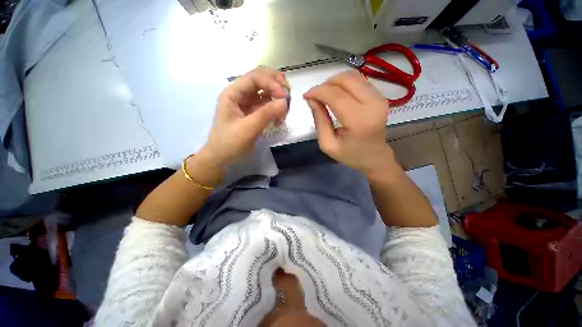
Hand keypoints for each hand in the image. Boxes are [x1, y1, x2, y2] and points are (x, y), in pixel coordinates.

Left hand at [200, 67, 289, 168]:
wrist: (221, 158)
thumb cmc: (230, 143)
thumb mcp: (247, 129)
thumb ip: (266, 114)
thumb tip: (286, 102)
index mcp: (233, 93)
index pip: (254, 78)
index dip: (271, 83)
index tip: (285, 97)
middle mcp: (240, 94)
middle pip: (261, 80)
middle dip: (276, 84)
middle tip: (288, 95)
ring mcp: (247, 104)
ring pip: (265, 92)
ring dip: (277, 97)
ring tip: (285, 109)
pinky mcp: (253, 114)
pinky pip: (267, 105)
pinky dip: (276, 108)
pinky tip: (280, 118)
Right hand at [304, 71, 395, 175]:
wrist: (374, 157)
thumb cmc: (350, 154)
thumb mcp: (328, 144)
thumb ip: (319, 120)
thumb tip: (311, 99)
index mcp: (359, 121)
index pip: (336, 96)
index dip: (318, 92)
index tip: (306, 96)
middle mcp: (373, 105)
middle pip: (346, 80)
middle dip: (326, 84)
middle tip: (316, 96)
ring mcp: (379, 98)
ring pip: (353, 76)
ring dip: (335, 82)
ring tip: (325, 95)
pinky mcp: (380, 96)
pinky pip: (359, 81)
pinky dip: (344, 84)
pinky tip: (337, 95)